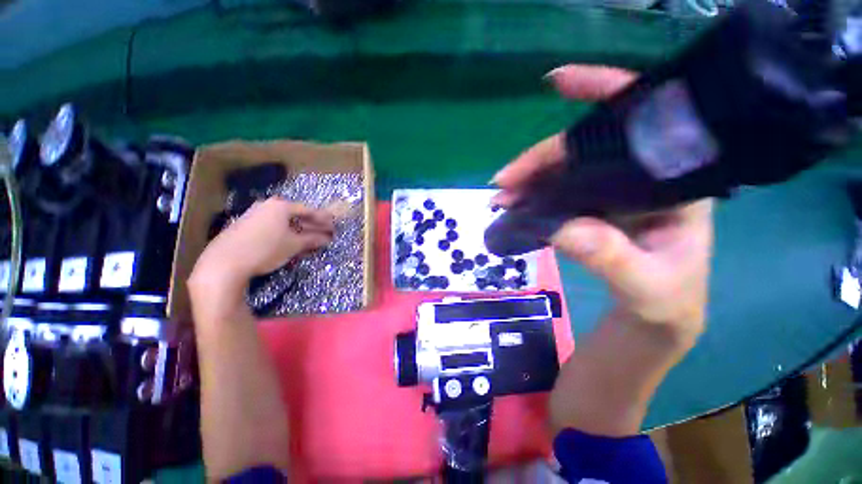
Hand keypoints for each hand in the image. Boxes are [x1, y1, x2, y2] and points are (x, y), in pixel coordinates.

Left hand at [192, 198, 334, 283]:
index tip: (334, 225)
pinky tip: (291, 243)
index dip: (323, 219)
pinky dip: (285, 234)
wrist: (224, 263)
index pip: (309, 210)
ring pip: (284, 222)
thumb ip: (312, 239)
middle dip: (312, 225)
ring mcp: (254, 216)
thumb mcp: (293, 245)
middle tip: (326, 233)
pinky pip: (272, 228)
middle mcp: (267, 207)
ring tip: (312, 240)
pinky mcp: (245, 227)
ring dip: (300, 231)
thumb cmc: (265, 249)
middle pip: (296, 215)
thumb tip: (327, 239)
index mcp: (280, 206)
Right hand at [493, 65, 713, 341]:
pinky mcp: (593, 207)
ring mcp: (614, 191)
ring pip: (565, 171)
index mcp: (676, 181)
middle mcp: (644, 176)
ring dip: (529, 180)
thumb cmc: (665, 300)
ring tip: (500, 196)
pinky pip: (558, 192)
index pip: (643, 119)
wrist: (654, 316)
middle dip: (541, 158)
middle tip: (504, 179)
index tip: (555, 83)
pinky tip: (513, 203)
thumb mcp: (645, 286)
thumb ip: (610, 257)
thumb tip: (559, 228)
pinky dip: (532, 196)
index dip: (602, 91)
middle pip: (587, 148)